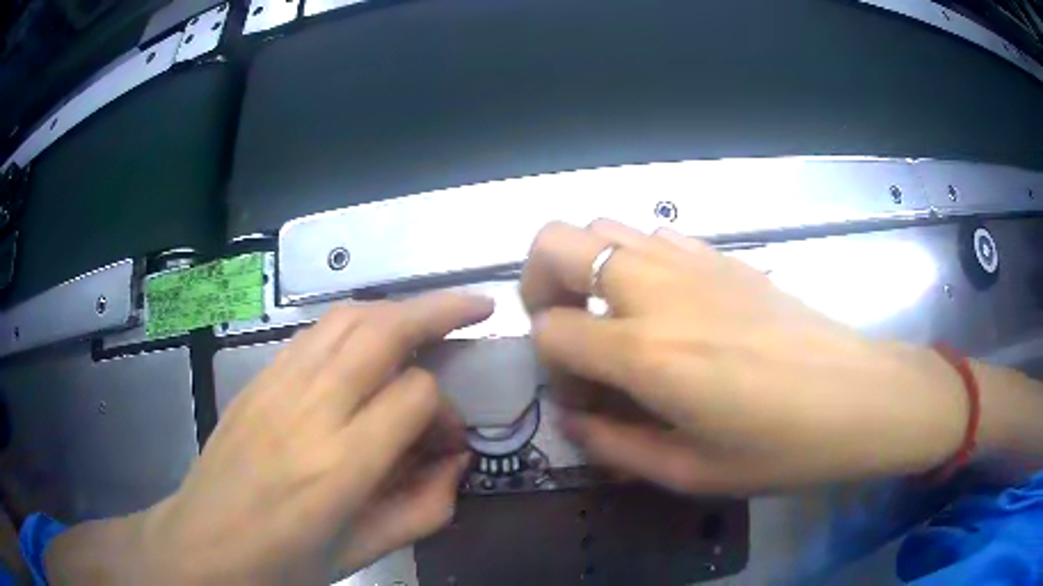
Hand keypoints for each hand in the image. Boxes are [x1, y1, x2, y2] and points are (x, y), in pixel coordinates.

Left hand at [98, 293, 491, 583]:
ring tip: (429, 314)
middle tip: (476, 307)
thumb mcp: (362, 553)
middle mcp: (309, 411)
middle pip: (383, 331)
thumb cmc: (283, 562)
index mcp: (340, 466)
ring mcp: (277, 386)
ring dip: (396, 308)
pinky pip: (314, 333)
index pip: (414, 397)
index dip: (445, 412)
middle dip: (438, 311)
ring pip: (347, 318)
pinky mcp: (257, 377)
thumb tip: (457, 461)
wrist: (203, 543)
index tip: (448, 439)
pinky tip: (369, 338)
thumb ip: (423, 509)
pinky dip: (354, 323)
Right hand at [521, 220, 967, 493]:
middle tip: (563, 326)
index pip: (550, 331)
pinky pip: (655, 234)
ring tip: (610, 314)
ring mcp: (693, 262)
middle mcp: (657, 291)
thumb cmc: (781, 448)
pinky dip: (635, 259)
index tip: (580, 394)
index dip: (549, 364)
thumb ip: (615, 446)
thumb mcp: (691, 472)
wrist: (858, 397)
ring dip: (586, 265)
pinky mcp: (723, 255)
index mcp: (647, 353)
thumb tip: (571, 421)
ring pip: (602, 225)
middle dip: (538, 281)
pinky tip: (664, 303)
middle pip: (556, 242)